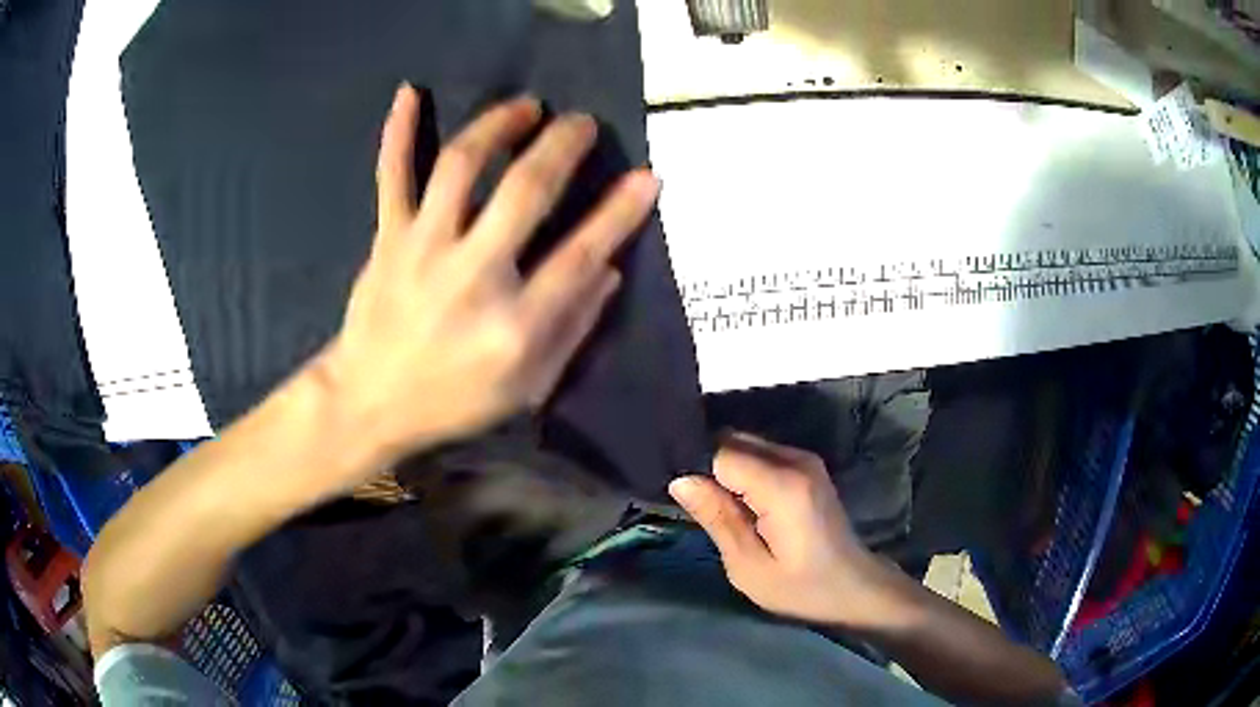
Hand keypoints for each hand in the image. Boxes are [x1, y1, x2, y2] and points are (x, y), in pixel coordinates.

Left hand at [318, 84, 659, 461]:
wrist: (369, 401)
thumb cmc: (454, 400)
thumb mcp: (527, 388)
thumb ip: (572, 329)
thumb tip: (607, 269)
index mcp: (514, 324)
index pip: (579, 255)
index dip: (619, 212)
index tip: (647, 176)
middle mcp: (471, 276)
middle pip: (525, 191)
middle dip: (562, 146)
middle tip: (581, 122)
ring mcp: (423, 250)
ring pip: (461, 167)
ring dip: (498, 125)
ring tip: (526, 106)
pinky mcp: (388, 239)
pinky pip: (392, 176)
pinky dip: (398, 133)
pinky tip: (409, 93)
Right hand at [669, 433, 884, 624]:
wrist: (854, 585)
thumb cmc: (801, 587)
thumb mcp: (748, 567)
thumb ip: (717, 518)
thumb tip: (680, 480)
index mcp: (782, 485)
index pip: (720, 452)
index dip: (694, 469)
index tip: (680, 496)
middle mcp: (795, 459)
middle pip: (732, 440)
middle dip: (707, 465)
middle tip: (693, 505)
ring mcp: (805, 458)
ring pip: (745, 444)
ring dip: (724, 468)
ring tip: (714, 506)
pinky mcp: (807, 464)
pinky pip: (761, 453)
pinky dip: (742, 470)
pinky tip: (739, 502)